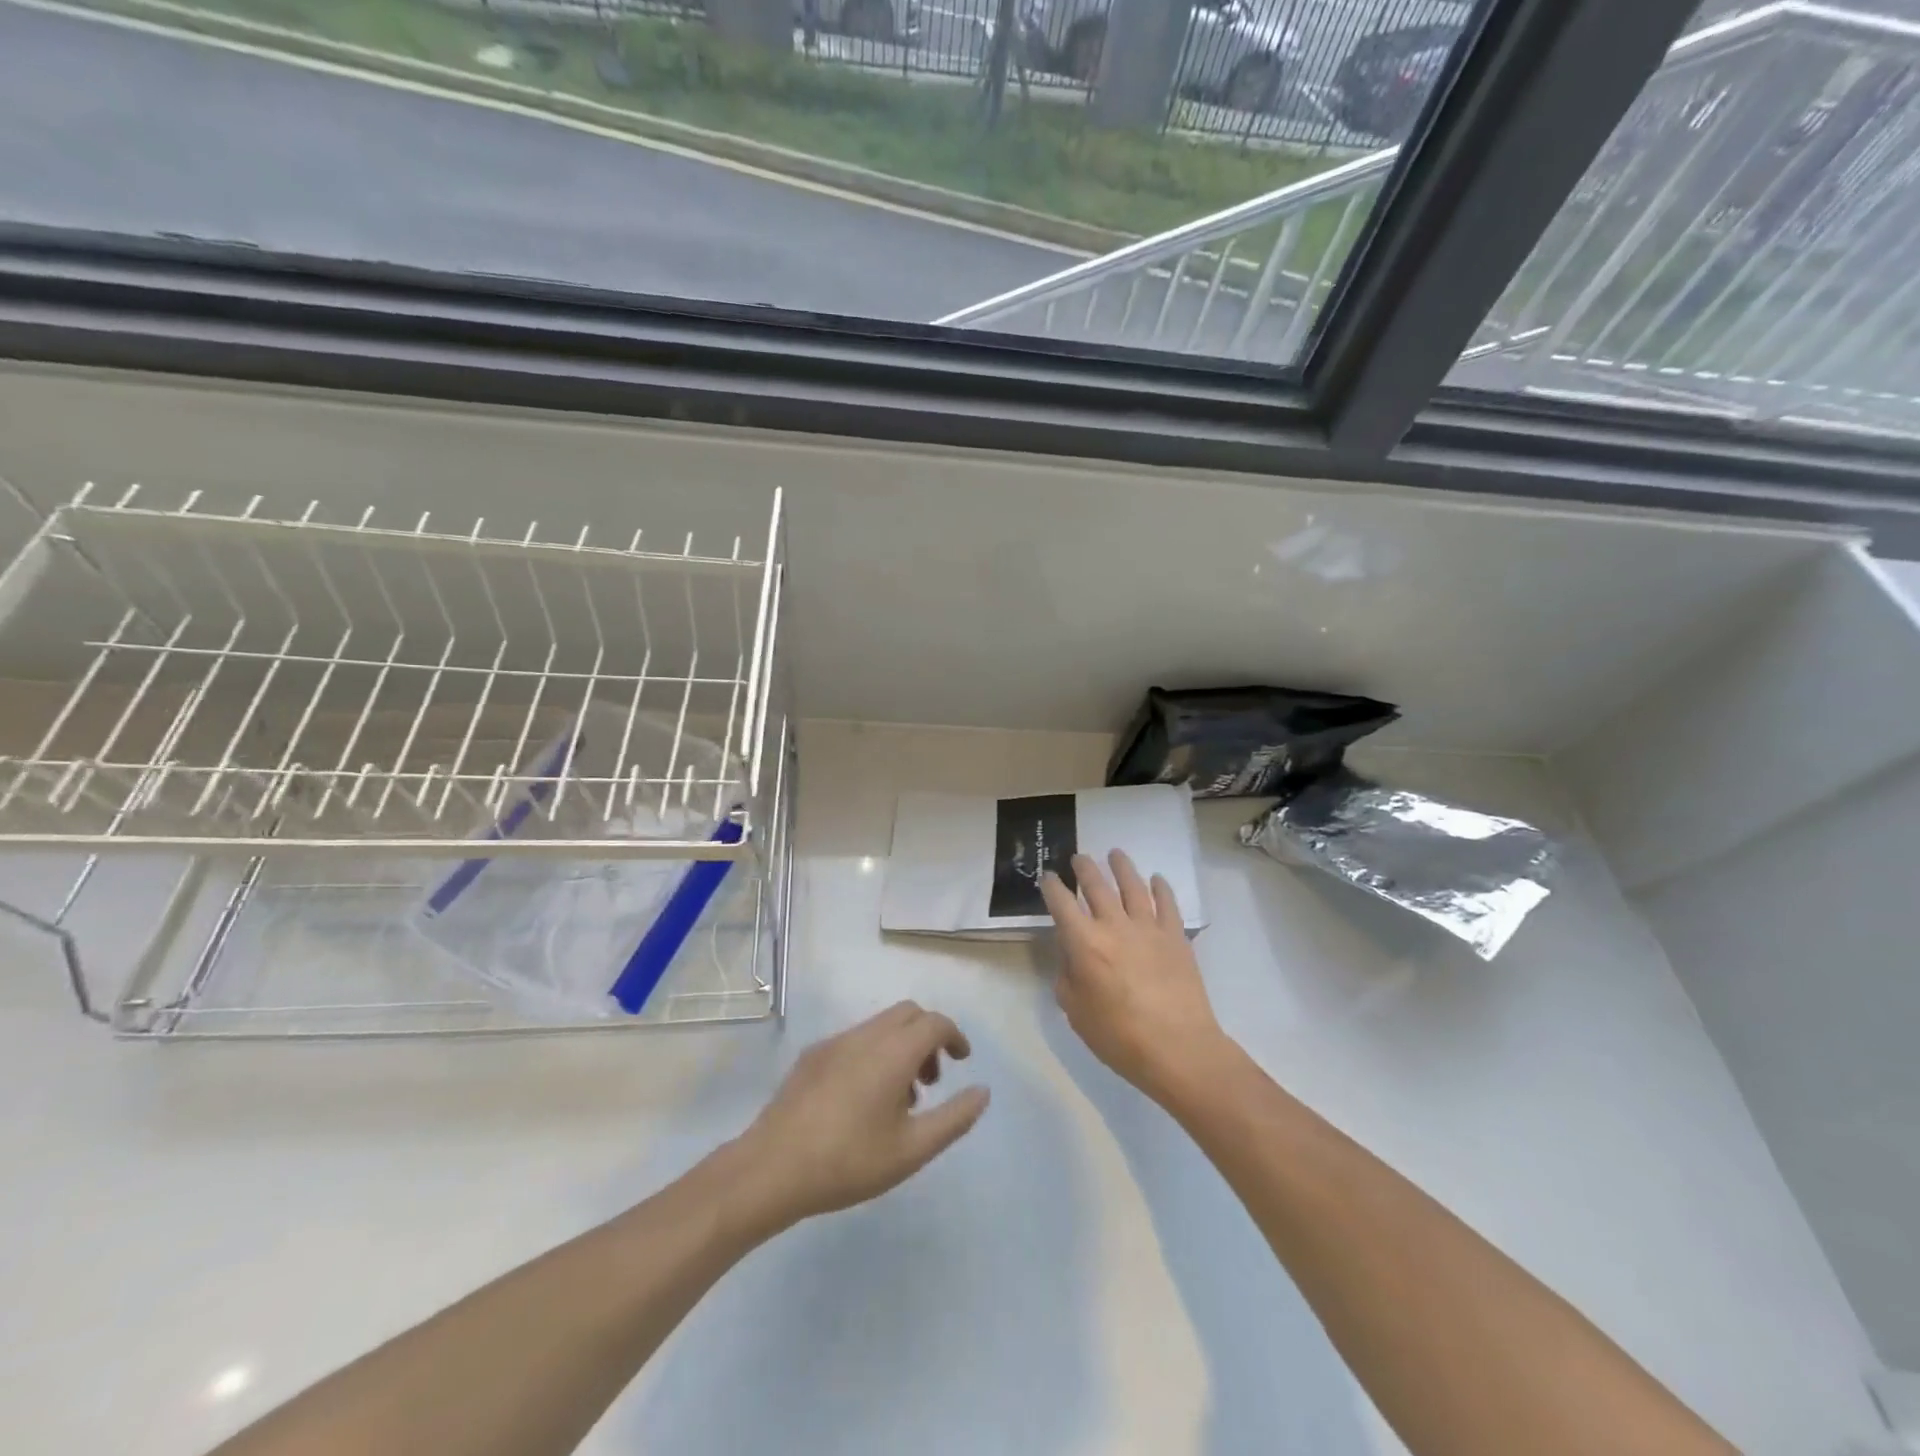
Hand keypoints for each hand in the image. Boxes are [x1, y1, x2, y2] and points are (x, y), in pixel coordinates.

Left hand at [733, 1002, 990, 1229]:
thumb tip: (983, 1092)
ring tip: (900, 1099)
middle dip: (928, 1036)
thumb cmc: (848, 1162)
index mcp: (892, 1052)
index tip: (963, 1061)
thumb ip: (954, 1118)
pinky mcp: (812, 1056)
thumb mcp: (911, 1150)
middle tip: (932, 1080)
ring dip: (901, 1046)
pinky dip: (875, 1053)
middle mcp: (865, 1035)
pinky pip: (855, 1039)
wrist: (771, 1169)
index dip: (954, 1036)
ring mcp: (834, 1043)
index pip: (934, 1022)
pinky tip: (863, 1101)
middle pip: (908, 1014)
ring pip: (880, 1025)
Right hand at [1041, 850, 1227, 1104]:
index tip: (1049, 877)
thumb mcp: (1076, 1011)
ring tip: (1115, 854)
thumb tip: (1072, 956)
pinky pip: (1167, 903)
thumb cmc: (1119, 1036)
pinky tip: (1156, 879)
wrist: (1178, 1048)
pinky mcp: (1175, 936)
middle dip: (1084, 868)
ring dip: (1122, 867)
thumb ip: (1068, 977)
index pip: (1061, 903)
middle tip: (1078, 858)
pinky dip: (1160, 888)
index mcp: (1084, 943)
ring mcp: (1148, 927)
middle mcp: (1114, 925)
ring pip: (1133, 886)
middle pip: (1096, 885)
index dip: (1052, 887)